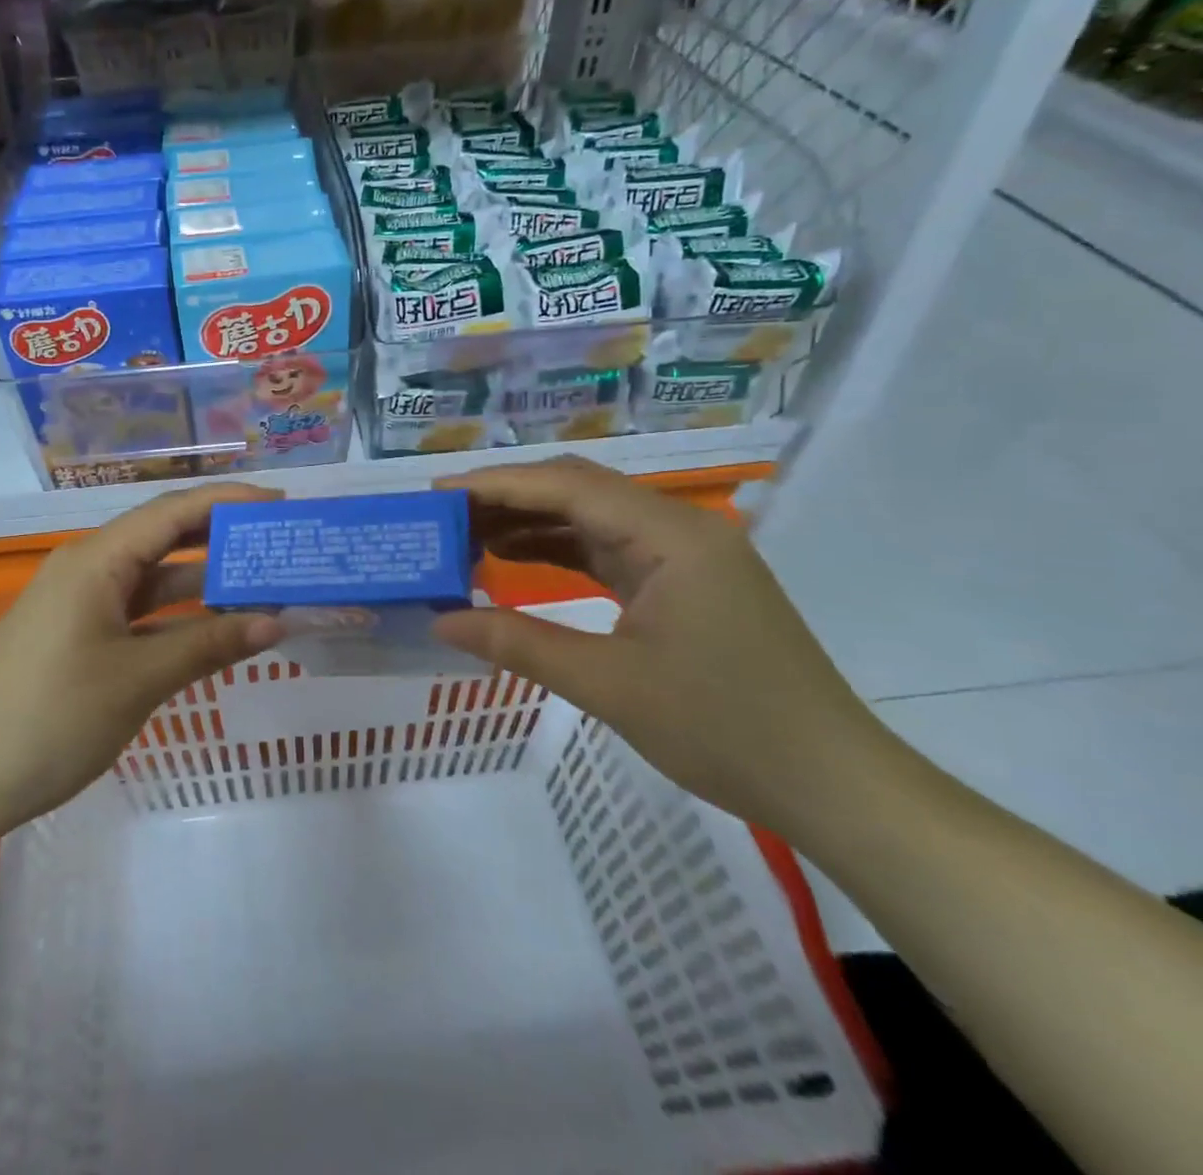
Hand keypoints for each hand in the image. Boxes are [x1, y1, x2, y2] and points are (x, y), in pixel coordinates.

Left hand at [0, 484, 285, 842]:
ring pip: (154, 578)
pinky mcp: (78, 634)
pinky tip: (216, 628)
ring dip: (204, 582)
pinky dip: (178, 616)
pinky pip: (138, 611)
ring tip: (264, 585)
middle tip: (278, 541)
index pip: (172, 512)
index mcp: (96, 560)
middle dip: (221, 537)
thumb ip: (209, 645)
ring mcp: (80, 603)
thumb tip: (276, 623)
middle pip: (164, 537)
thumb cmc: (51, 718)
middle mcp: (88, 568)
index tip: (281, 504)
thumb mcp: (138, 679)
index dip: (228, 501)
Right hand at [432, 456, 898, 836]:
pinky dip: (559, 551)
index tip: (437, 494)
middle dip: (508, 498)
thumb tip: (440, 623)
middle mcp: (679, 528)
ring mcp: (685, 555)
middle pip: (579, 490)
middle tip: (443, 517)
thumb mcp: (609, 686)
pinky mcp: (683, 583)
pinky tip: (514, 560)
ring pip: (591, 518)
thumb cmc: (726, 729)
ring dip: (531, 523)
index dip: (497, 484)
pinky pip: (608, 550)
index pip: (568, 486)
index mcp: (671, 535)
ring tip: (465, 537)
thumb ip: (518, 644)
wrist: (832, 785)